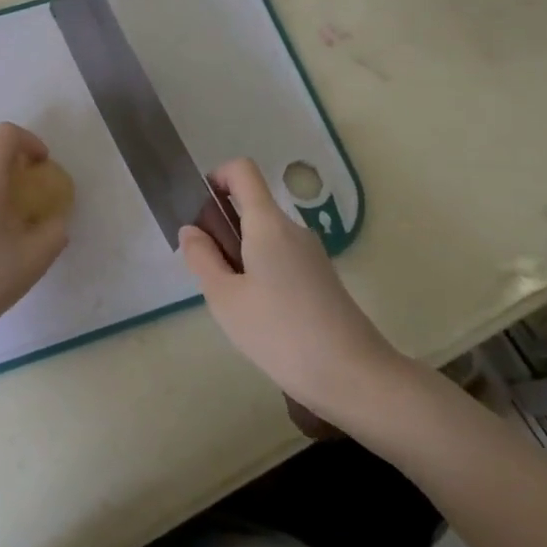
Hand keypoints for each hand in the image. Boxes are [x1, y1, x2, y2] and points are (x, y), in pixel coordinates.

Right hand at [179, 158, 416, 419]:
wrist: (354, 376)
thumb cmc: (281, 333)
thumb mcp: (226, 298)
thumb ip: (202, 258)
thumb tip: (191, 229)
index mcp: (268, 223)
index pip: (242, 170)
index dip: (217, 177)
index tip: (200, 211)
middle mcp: (293, 229)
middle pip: (252, 208)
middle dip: (223, 230)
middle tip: (211, 276)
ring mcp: (312, 254)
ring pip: (265, 238)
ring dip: (241, 257)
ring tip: (236, 305)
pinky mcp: (322, 279)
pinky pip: (281, 260)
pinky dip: (262, 274)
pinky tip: (262, 317)